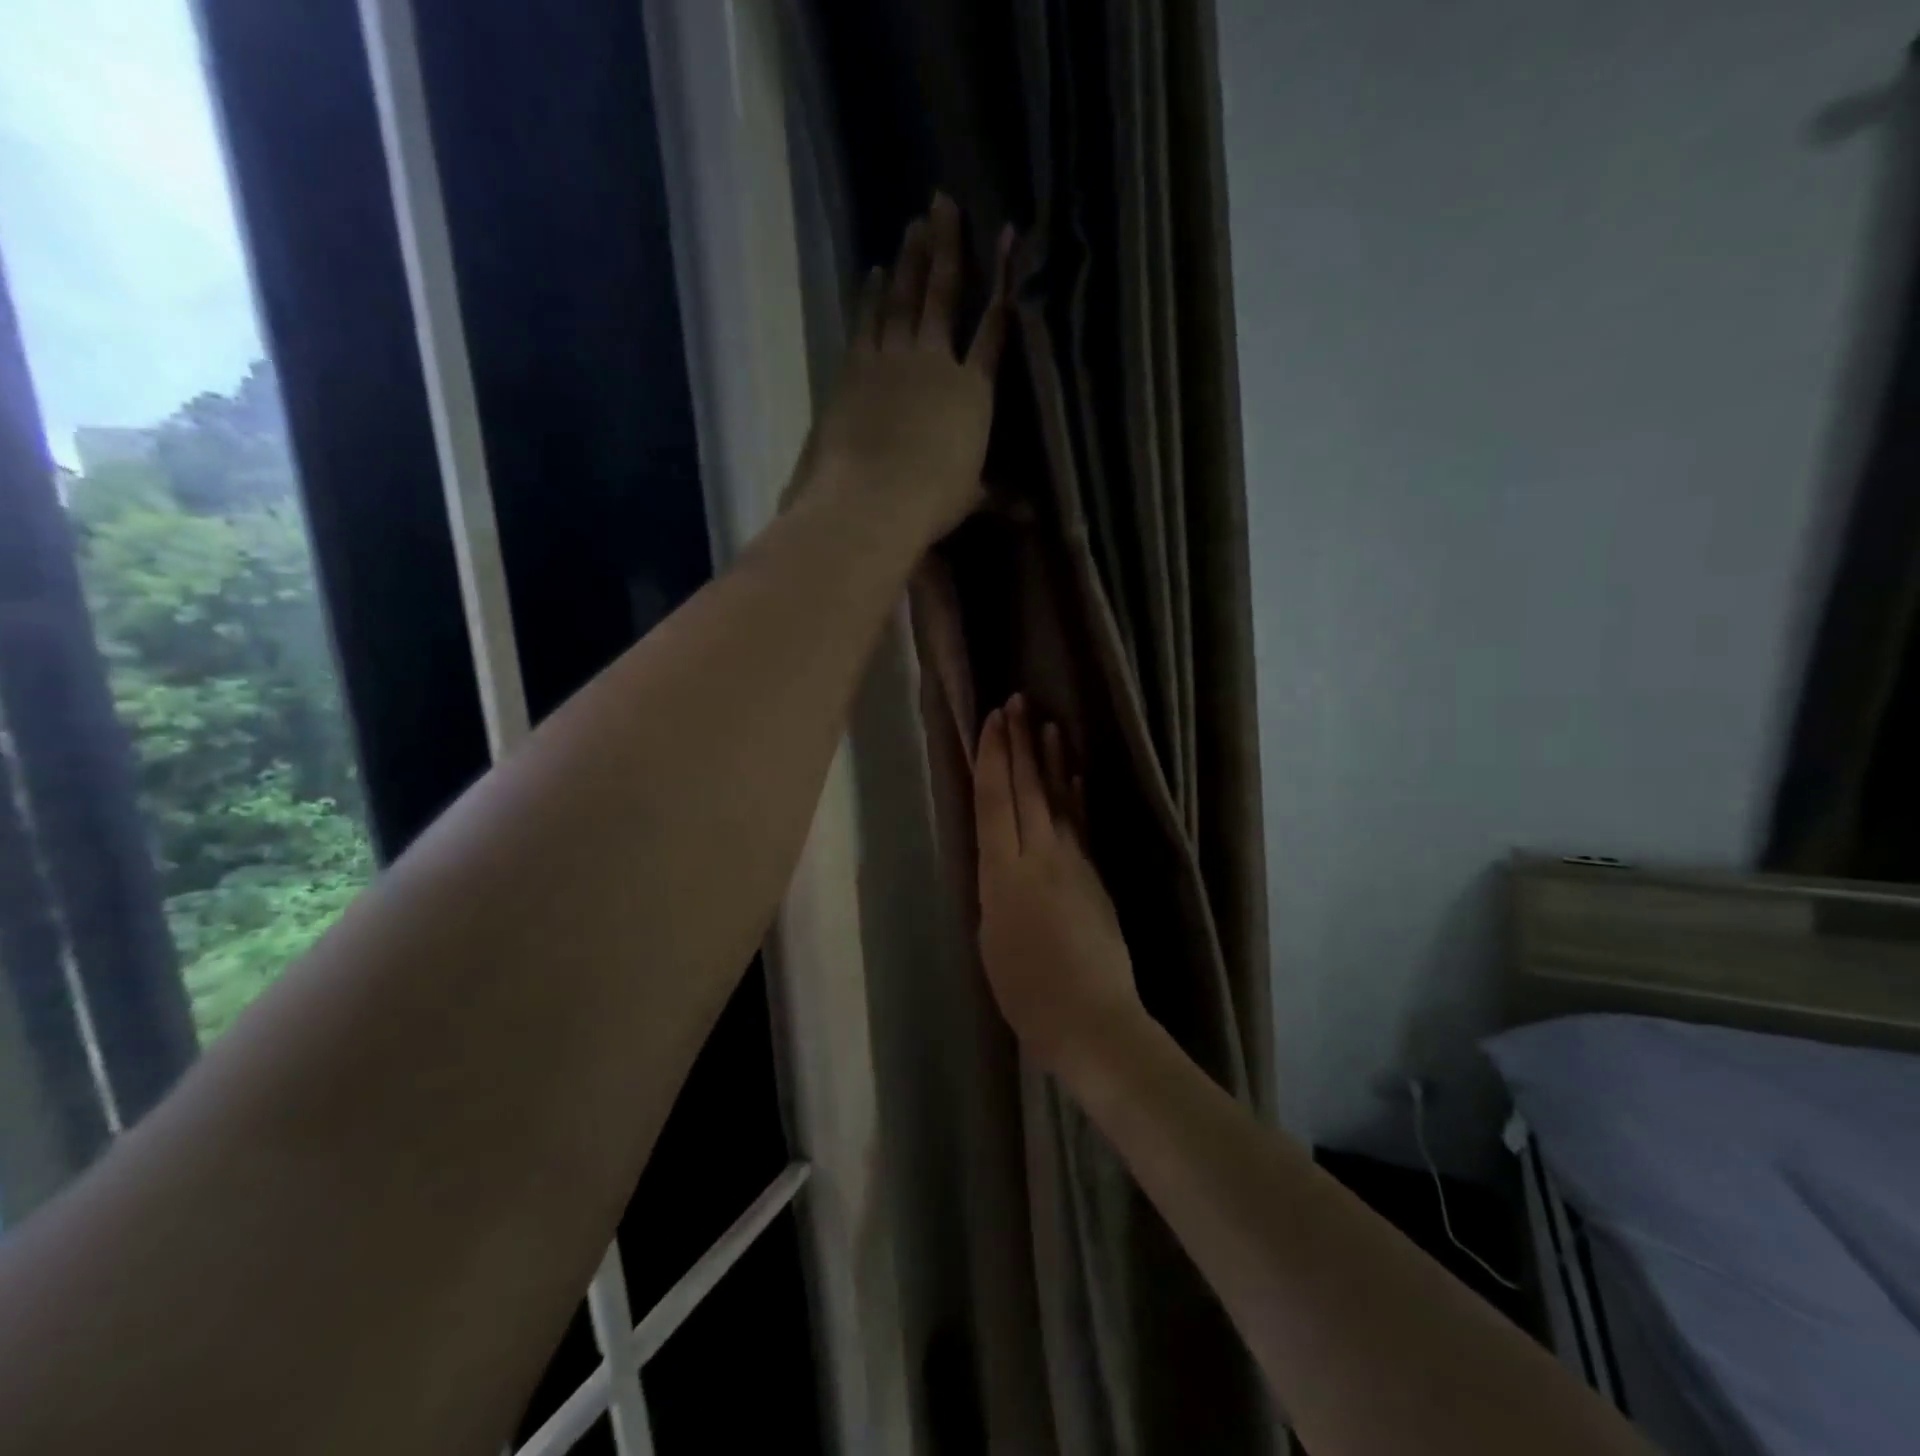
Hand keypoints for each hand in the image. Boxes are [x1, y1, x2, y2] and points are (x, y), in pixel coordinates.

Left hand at [805, 193, 1013, 541]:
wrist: (875, 497)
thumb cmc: (932, 500)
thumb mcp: (971, 497)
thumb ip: (999, 496)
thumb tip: (1033, 517)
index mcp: (973, 391)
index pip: (993, 328)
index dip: (1003, 281)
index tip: (1008, 235)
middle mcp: (936, 361)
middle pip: (943, 294)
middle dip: (946, 246)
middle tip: (943, 202)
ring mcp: (893, 359)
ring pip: (903, 298)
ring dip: (909, 260)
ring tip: (914, 223)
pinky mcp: (857, 367)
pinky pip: (866, 322)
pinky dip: (870, 296)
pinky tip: (874, 272)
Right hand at [973, 695, 1144, 1073]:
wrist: (1091, 1019)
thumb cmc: (1026, 991)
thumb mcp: (990, 938)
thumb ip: (994, 890)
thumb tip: (999, 860)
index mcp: (1002, 874)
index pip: (995, 801)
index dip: (994, 757)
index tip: (993, 720)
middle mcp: (1038, 856)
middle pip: (1026, 789)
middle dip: (1019, 743)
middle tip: (1016, 701)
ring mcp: (1072, 862)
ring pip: (1057, 799)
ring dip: (1050, 759)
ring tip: (1046, 723)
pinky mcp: (1095, 875)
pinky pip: (1081, 824)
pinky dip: (1076, 795)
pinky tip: (1075, 774)